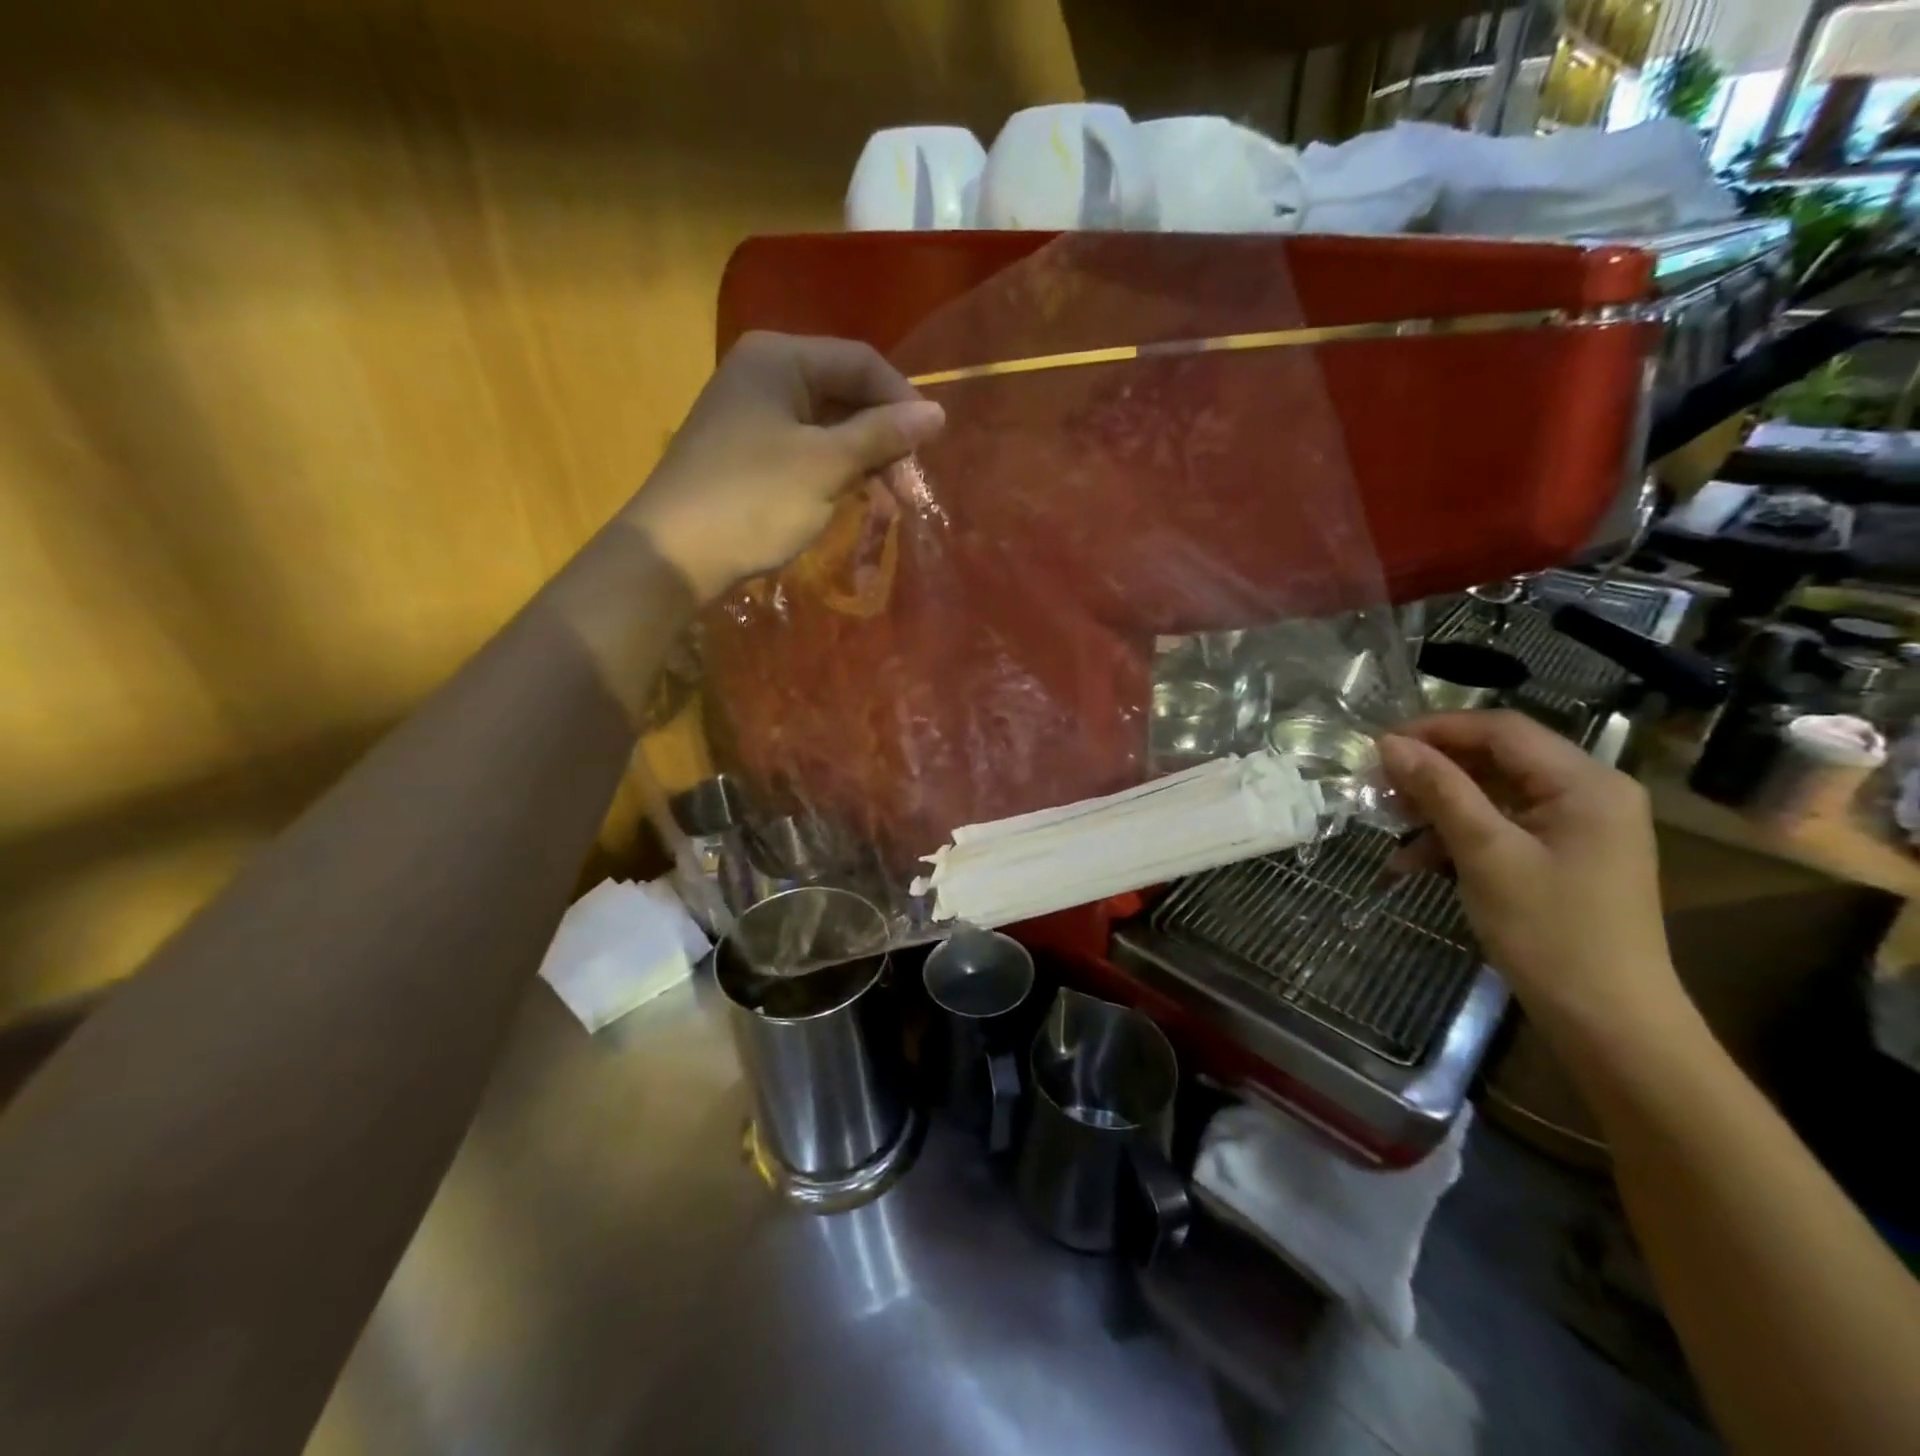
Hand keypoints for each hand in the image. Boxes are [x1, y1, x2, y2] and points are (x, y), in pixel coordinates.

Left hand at [625, 332, 945, 601]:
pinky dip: (836, 474)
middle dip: (885, 440)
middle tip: (910, 491)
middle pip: (846, 394)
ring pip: (829, 427)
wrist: (674, 554)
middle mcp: (765, 374)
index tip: (931, 449)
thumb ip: (883, 434)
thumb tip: (938, 413)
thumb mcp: (827, 465)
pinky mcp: (749, 453)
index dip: (903, 402)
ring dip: (865, 462)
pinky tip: (855, 501)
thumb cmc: (754, 500)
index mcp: (780, 358)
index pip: (861, 362)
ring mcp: (754, 415)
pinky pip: (808, 451)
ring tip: (890, 504)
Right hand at [1378, 711, 1682, 1036]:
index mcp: (1586, 783)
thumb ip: (1440, 791)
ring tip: (1389, 824)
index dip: (1436, 729)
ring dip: (1438, 806)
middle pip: (1496, 758)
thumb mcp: (1486, 854)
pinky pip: (1501, 826)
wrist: (1609, 1022)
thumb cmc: (1551, 932)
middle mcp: (1588, 793)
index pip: (1501, 728)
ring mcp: (1576, 827)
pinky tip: (1414, 861)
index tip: (1378, 746)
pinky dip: (1456, 836)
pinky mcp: (1561, 856)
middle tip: (1378, 785)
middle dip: (1433, 769)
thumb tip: (1389, 744)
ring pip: (1492, 793)